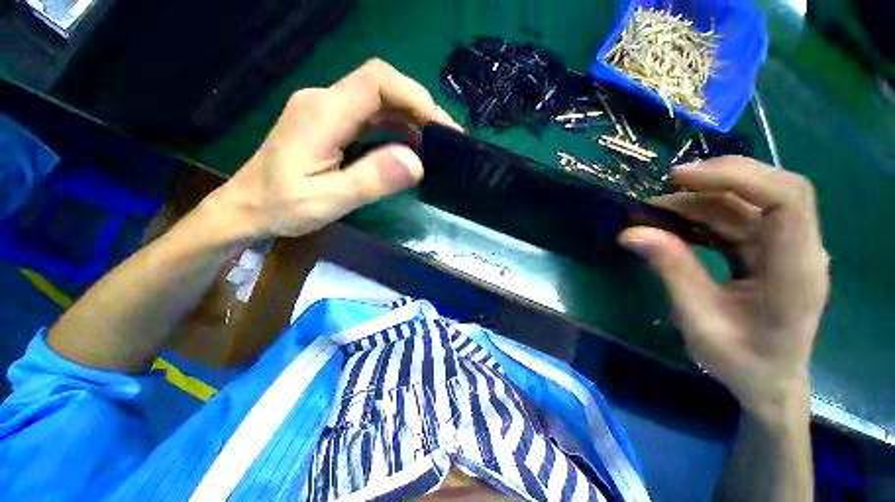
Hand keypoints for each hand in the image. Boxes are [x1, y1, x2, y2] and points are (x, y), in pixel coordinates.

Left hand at [209, 59, 458, 239]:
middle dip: (421, 110)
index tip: (441, 127)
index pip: (378, 81)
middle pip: (383, 88)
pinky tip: (410, 150)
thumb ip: (371, 180)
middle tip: (447, 141)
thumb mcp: (327, 200)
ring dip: (412, 121)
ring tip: (434, 148)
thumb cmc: (281, 206)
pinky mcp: (332, 124)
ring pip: (381, 103)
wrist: (247, 206)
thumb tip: (416, 163)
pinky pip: (372, 118)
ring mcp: (328, 111)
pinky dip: (397, 131)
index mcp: (322, 113)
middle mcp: (325, 101)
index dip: (415, 96)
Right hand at [621, 156, 829, 419]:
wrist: (768, 381)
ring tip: (655, 210)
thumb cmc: (740, 361)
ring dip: (702, 199)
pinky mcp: (769, 250)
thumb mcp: (698, 320)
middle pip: (774, 188)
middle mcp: (799, 250)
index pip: (787, 199)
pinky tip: (674, 224)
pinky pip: (739, 218)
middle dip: (719, 178)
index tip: (681, 178)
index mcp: (796, 270)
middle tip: (665, 185)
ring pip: (750, 202)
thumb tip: (631, 233)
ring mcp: (786, 248)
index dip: (737, 178)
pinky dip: (704, 215)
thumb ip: (672, 271)